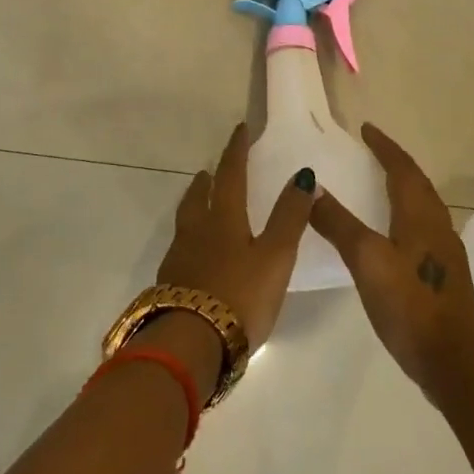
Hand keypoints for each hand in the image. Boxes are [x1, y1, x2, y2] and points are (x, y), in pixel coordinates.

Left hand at [154, 122, 316, 359]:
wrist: (191, 344)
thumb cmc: (240, 296)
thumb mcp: (275, 256)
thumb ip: (289, 217)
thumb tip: (302, 175)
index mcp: (223, 221)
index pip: (231, 176)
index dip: (236, 151)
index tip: (240, 129)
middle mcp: (196, 233)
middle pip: (198, 198)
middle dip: (207, 181)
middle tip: (209, 171)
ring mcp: (179, 260)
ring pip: (186, 223)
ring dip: (194, 207)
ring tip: (201, 205)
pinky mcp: (170, 286)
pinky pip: (180, 250)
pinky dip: (190, 240)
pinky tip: (195, 255)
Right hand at [309, 123, 473, 402]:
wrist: (453, 358)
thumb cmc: (408, 304)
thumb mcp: (366, 260)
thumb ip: (339, 223)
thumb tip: (314, 188)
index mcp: (420, 215)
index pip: (402, 168)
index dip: (384, 147)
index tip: (366, 129)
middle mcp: (437, 226)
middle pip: (418, 183)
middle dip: (396, 163)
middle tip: (372, 151)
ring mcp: (445, 251)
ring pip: (423, 205)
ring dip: (404, 187)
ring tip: (381, 184)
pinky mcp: (444, 273)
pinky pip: (424, 227)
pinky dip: (406, 213)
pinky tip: (394, 232)